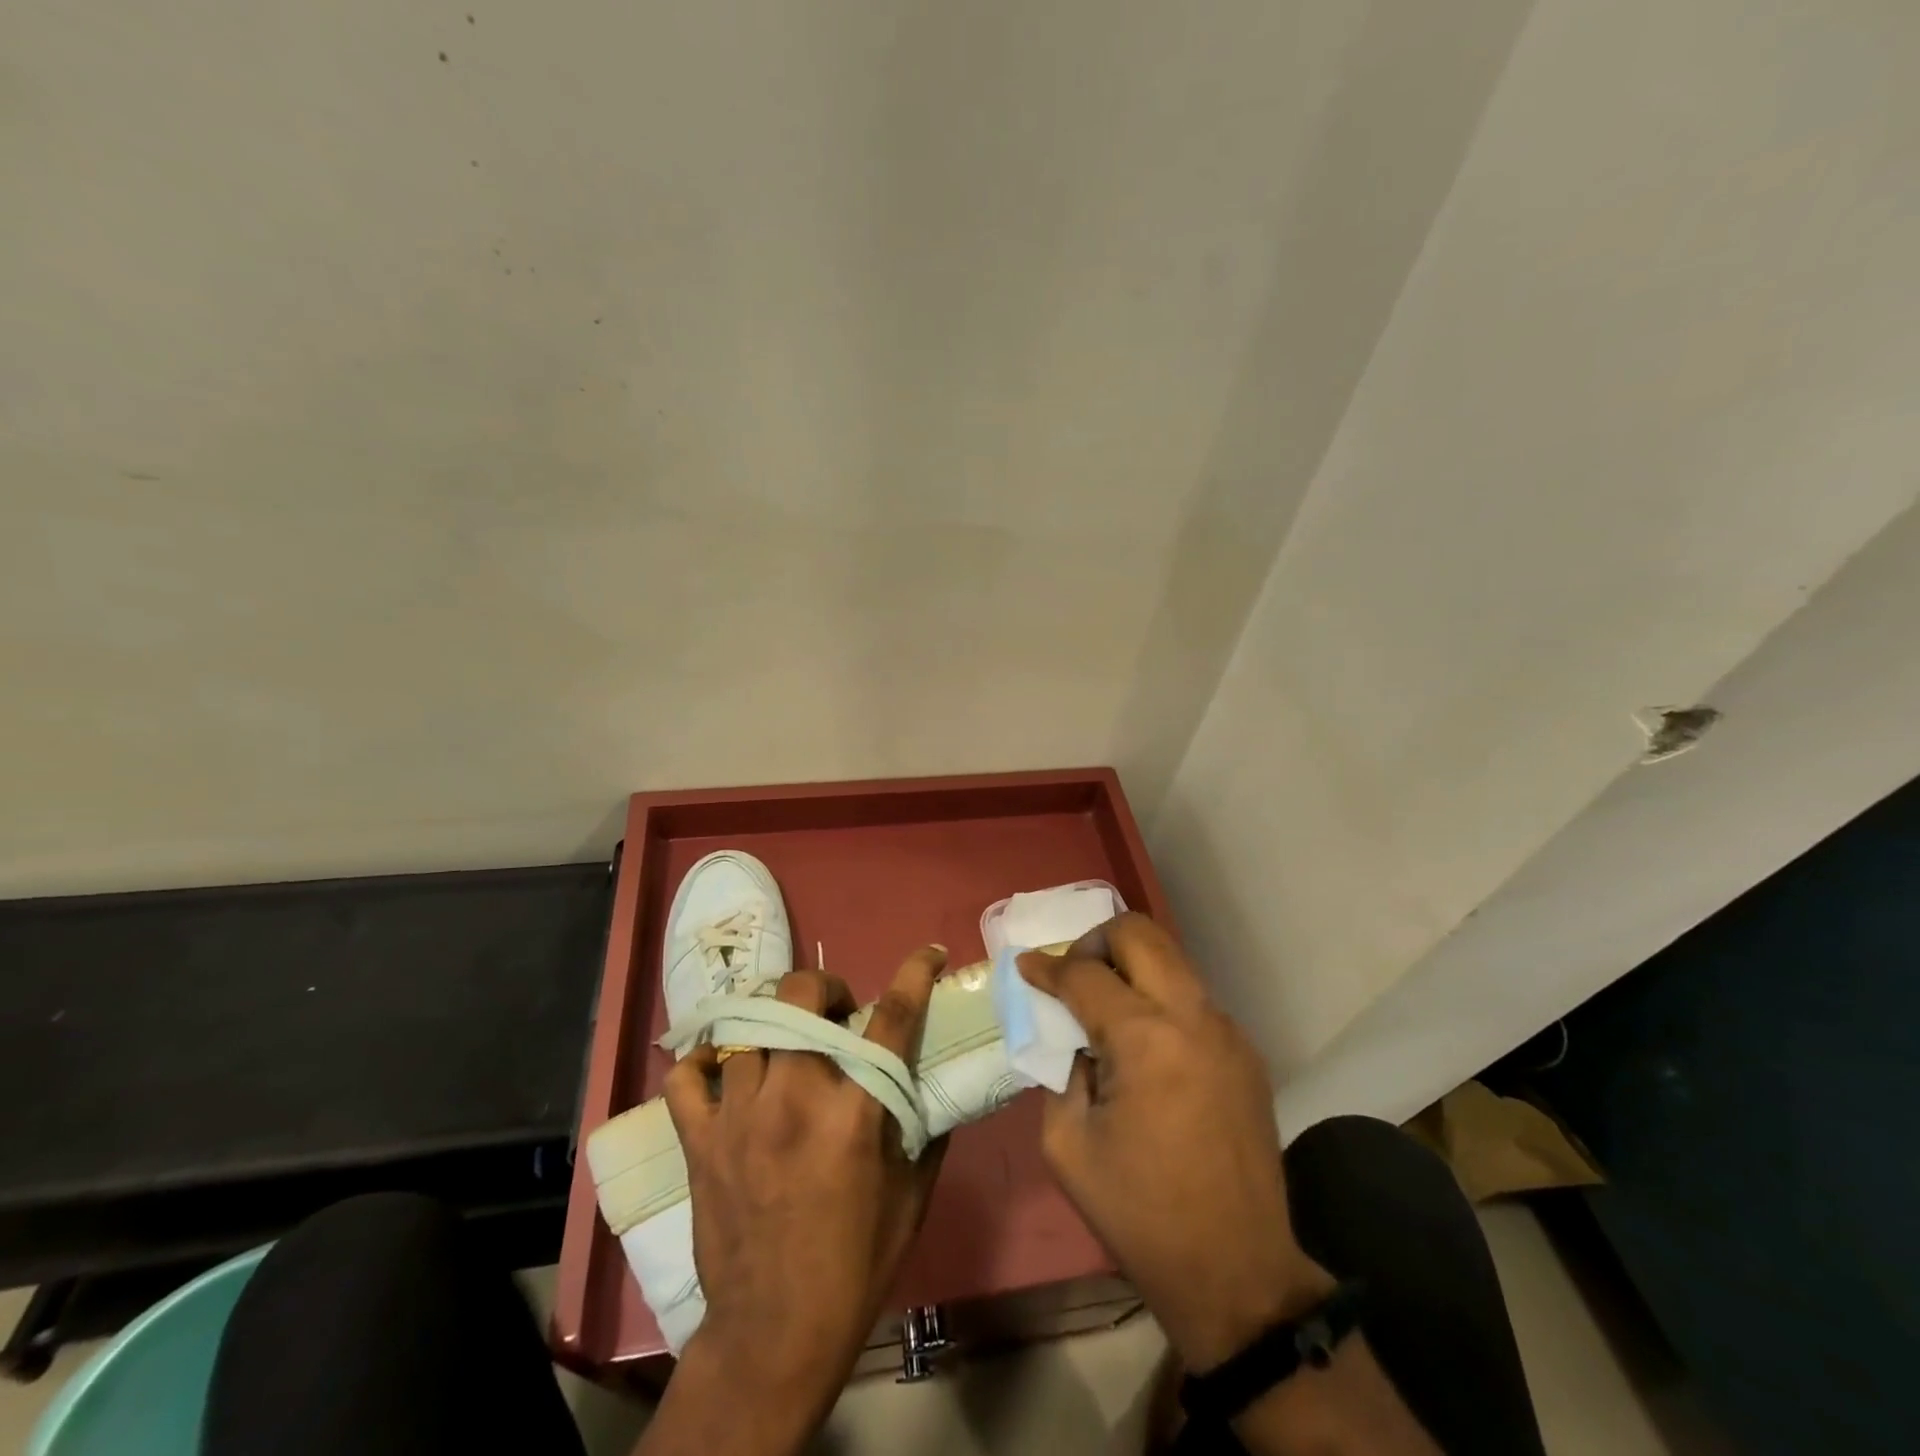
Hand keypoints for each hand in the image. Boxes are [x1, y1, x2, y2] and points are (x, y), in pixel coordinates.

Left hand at [653, 949, 949, 1449]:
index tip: (929, 954)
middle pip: (801, 997)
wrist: (776, 1332)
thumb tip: (929, 1075)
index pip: (892, 1019)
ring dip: (774, 1019)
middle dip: (825, 989)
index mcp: (854, 1113)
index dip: (915, 975)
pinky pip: (686, 1075)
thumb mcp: (912, 1194)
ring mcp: (739, 1115)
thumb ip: (925, 1125)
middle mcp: (793, 1098)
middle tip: (836, 1013)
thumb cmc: (856, 1262)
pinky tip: (725, 1065)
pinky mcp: (700, 1139)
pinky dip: (703, 1059)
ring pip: (747, 1023)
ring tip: (785, 1039)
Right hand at [1019, 915, 1332, 1370]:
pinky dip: (1160, 998)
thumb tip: (1067, 1034)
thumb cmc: (1140, 1213)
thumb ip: (1058, 1070)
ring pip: (1172, 958)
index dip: (1047, 966)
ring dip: (1131, 965)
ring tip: (1106, 1005)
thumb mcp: (1067, 1143)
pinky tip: (1146, 1044)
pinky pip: (1193, 998)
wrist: (1237, 1273)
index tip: (1026, 966)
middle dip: (1096, 941)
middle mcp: (1191, 1016)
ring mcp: (1226, 1030)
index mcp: (1144, 1038)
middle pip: (1139, 933)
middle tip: (1074, 974)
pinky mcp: (1245, 1051)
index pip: (1084, 973)